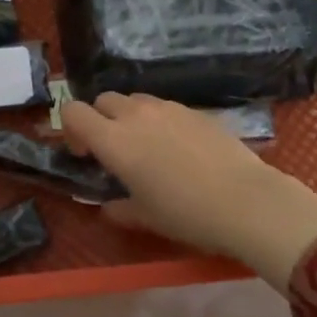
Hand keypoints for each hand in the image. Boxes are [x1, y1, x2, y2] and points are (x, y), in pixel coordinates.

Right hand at [60, 93, 316, 286]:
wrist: (246, 201)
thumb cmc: (186, 214)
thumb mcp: (145, 217)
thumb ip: (118, 208)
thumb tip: (107, 207)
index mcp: (113, 141)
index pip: (73, 112)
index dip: (71, 130)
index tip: (85, 154)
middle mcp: (136, 115)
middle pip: (103, 100)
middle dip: (100, 119)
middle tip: (113, 150)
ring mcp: (169, 108)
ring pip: (135, 99)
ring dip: (129, 116)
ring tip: (146, 146)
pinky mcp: (196, 110)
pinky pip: (165, 107)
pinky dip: (159, 120)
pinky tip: (178, 148)